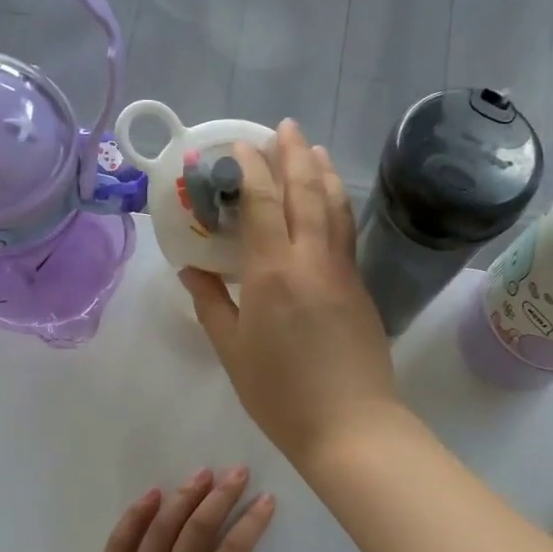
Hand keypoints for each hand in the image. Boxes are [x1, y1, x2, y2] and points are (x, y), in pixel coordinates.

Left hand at [56, 470, 274, 551]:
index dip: (251, 524)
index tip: (265, 499)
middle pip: (197, 530)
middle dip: (221, 497)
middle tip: (237, 471)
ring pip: (161, 529)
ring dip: (184, 497)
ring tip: (202, 473)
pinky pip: (119, 543)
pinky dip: (135, 516)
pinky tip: (150, 495)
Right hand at [180, 120, 399, 468]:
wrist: (350, 424)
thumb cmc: (280, 394)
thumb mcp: (232, 351)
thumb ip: (211, 304)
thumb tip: (191, 270)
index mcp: (272, 272)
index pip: (263, 203)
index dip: (252, 168)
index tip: (241, 145)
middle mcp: (311, 259)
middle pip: (305, 191)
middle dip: (293, 154)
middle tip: (284, 127)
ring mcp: (342, 270)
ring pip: (335, 206)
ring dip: (322, 172)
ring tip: (313, 148)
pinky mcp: (360, 287)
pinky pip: (347, 231)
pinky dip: (338, 203)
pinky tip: (332, 200)